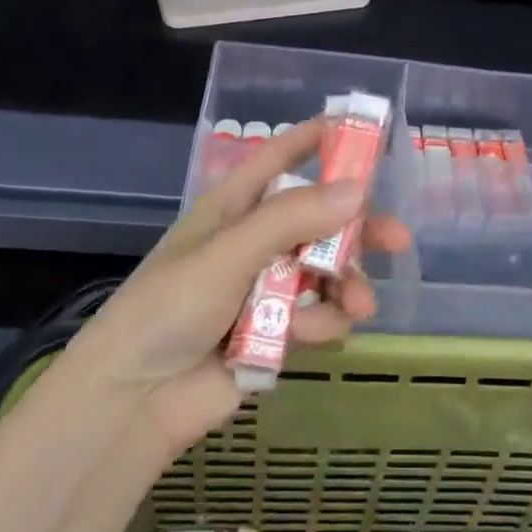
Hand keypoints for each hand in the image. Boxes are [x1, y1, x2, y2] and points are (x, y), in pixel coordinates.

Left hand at [64, 120, 409, 455]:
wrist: (134, 401)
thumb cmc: (169, 309)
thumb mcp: (228, 254)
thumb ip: (291, 220)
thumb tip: (359, 190)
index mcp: (233, 208)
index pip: (278, 158)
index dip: (316, 140)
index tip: (362, 129)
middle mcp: (254, 241)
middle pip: (318, 219)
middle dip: (357, 227)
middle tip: (397, 239)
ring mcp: (266, 287)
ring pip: (326, 271)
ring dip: (347, 284)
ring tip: (358, 305)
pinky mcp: (276, 331)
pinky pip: (317, 314)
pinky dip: (323, 321)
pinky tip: (312, 336)